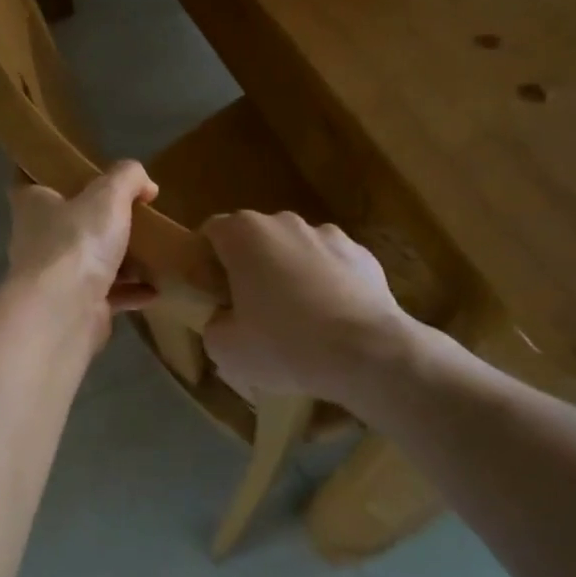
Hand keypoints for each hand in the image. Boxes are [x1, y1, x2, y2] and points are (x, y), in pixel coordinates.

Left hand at [6, 162, 160, 334]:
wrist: (64, 313)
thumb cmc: (76, 242)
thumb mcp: (108, 195)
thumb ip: (127, 178)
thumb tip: (145, 184)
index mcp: (33, 205)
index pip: (29, 179)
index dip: (48, 171)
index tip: (74, 167)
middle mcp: (37, 239)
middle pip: (66, 222)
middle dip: (94, 217)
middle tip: (130, 209)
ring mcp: (54, 277)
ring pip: (87, 260)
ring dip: (118, 258)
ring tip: (151, 249)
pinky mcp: (74, 307)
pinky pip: (106, 294)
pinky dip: (130, 291)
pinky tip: (155, 288)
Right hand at [201, 212, 432, 404]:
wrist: (368, 354)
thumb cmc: (284, 344)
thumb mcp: (226, 348)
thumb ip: (214, 324)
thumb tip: (225, 319)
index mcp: (244, 234)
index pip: (211, 232)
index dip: (206, 260)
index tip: (212, 292)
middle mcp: (284, 222)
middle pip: (255, 239)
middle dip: (249, 267)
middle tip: (250, 310)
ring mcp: (328, 234)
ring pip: (295, 251)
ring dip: (290, 274)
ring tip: (298, 319)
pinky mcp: (363, 255)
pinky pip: (332, 266)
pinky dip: (327, 284)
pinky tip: (332, 320)